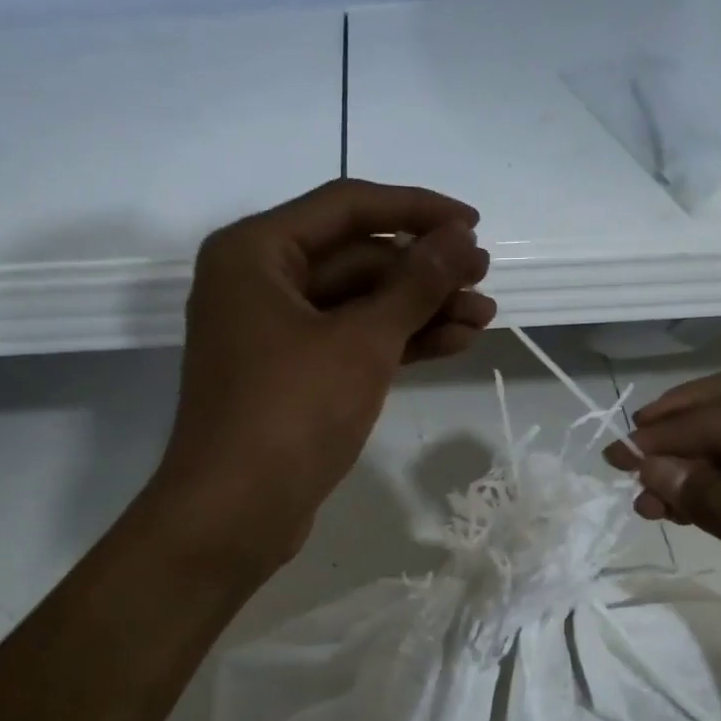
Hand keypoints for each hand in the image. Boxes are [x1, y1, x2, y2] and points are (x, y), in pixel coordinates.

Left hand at [156, 179, 494, 566]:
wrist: (235, 514)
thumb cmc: (291, 413)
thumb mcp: (362, 342)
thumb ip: (414, 284)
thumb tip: (459, 237)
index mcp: (256, 252)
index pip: (347, 206)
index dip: (417, 210)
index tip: (473, 225)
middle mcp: (259, 283)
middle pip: (356, 257)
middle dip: (424, 270)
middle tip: (484, 279)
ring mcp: (274, 334)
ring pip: (359, 305)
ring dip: (420, 309)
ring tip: (484, 316)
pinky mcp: (291, 377)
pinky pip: (350, 343)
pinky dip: (398, 343)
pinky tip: (453, 343)